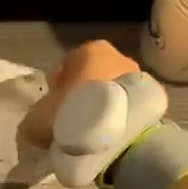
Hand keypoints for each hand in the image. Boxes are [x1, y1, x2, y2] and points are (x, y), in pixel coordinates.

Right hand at [20, 40, 143, 149]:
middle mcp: (117, 55)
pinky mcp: (153, 99)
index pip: (64, 66)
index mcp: (89, 50)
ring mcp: (139, 76)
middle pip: (91, 78)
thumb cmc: (75, 115)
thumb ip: (34, 120)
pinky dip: (119, 119)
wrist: (122, 135)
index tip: (52, 111)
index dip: (55, 89)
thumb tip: (35, 127)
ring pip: (111, 93)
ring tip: (92, 135)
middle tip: (71, 124)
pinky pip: (128, 108)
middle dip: (81, 97)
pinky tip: (110, 138)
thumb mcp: (38, 119)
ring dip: (101, 109)